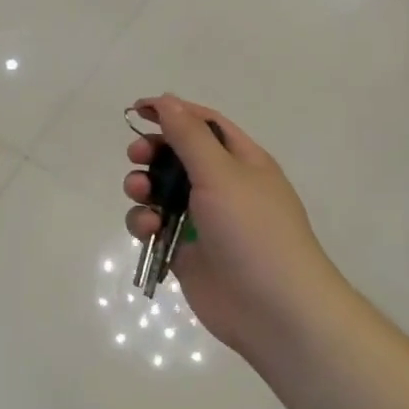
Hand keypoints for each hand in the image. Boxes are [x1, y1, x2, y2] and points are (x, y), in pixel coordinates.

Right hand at [124, 95, 344, 365]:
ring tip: (140, 195)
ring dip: (143, 188)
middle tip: (136, 155)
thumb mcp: (222, 173)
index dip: (173, 112)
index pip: (204, 124)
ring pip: (160, 192)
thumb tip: (166, 99)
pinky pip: (156, 226)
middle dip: (153, 153)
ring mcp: (203, 220)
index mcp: (242, 161)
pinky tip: (148, 229)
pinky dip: (145, 222)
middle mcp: (223, 186)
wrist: (273, 308)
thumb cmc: (253, 230)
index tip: (138, 109)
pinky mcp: (185, 250)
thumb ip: (189, 135)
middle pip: (177, 156)